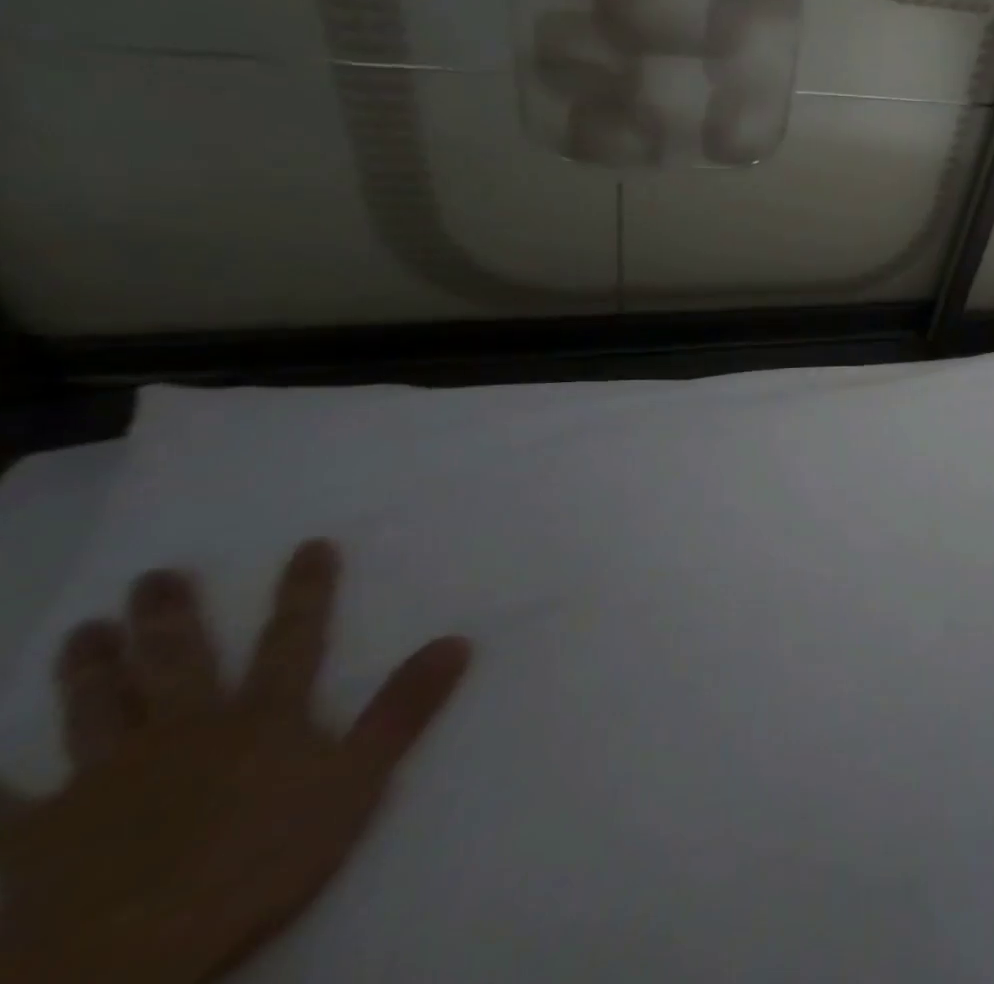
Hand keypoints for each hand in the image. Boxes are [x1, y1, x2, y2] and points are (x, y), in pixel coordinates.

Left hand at [0, 541, 469, 983]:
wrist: (124, 959)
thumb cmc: (257, 861)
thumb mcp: (356, 782)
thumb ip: (403, 710)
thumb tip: (458, 639)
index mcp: (260, 717)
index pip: (293, 638)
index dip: (305, 591)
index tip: (309, 544)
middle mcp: (183, 730)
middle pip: (179, 662)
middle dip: (171, 616)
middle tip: (154, 575)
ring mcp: (102, 781)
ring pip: (95, 712)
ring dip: (90, 670)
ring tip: (83, 629)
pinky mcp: (31, 839)